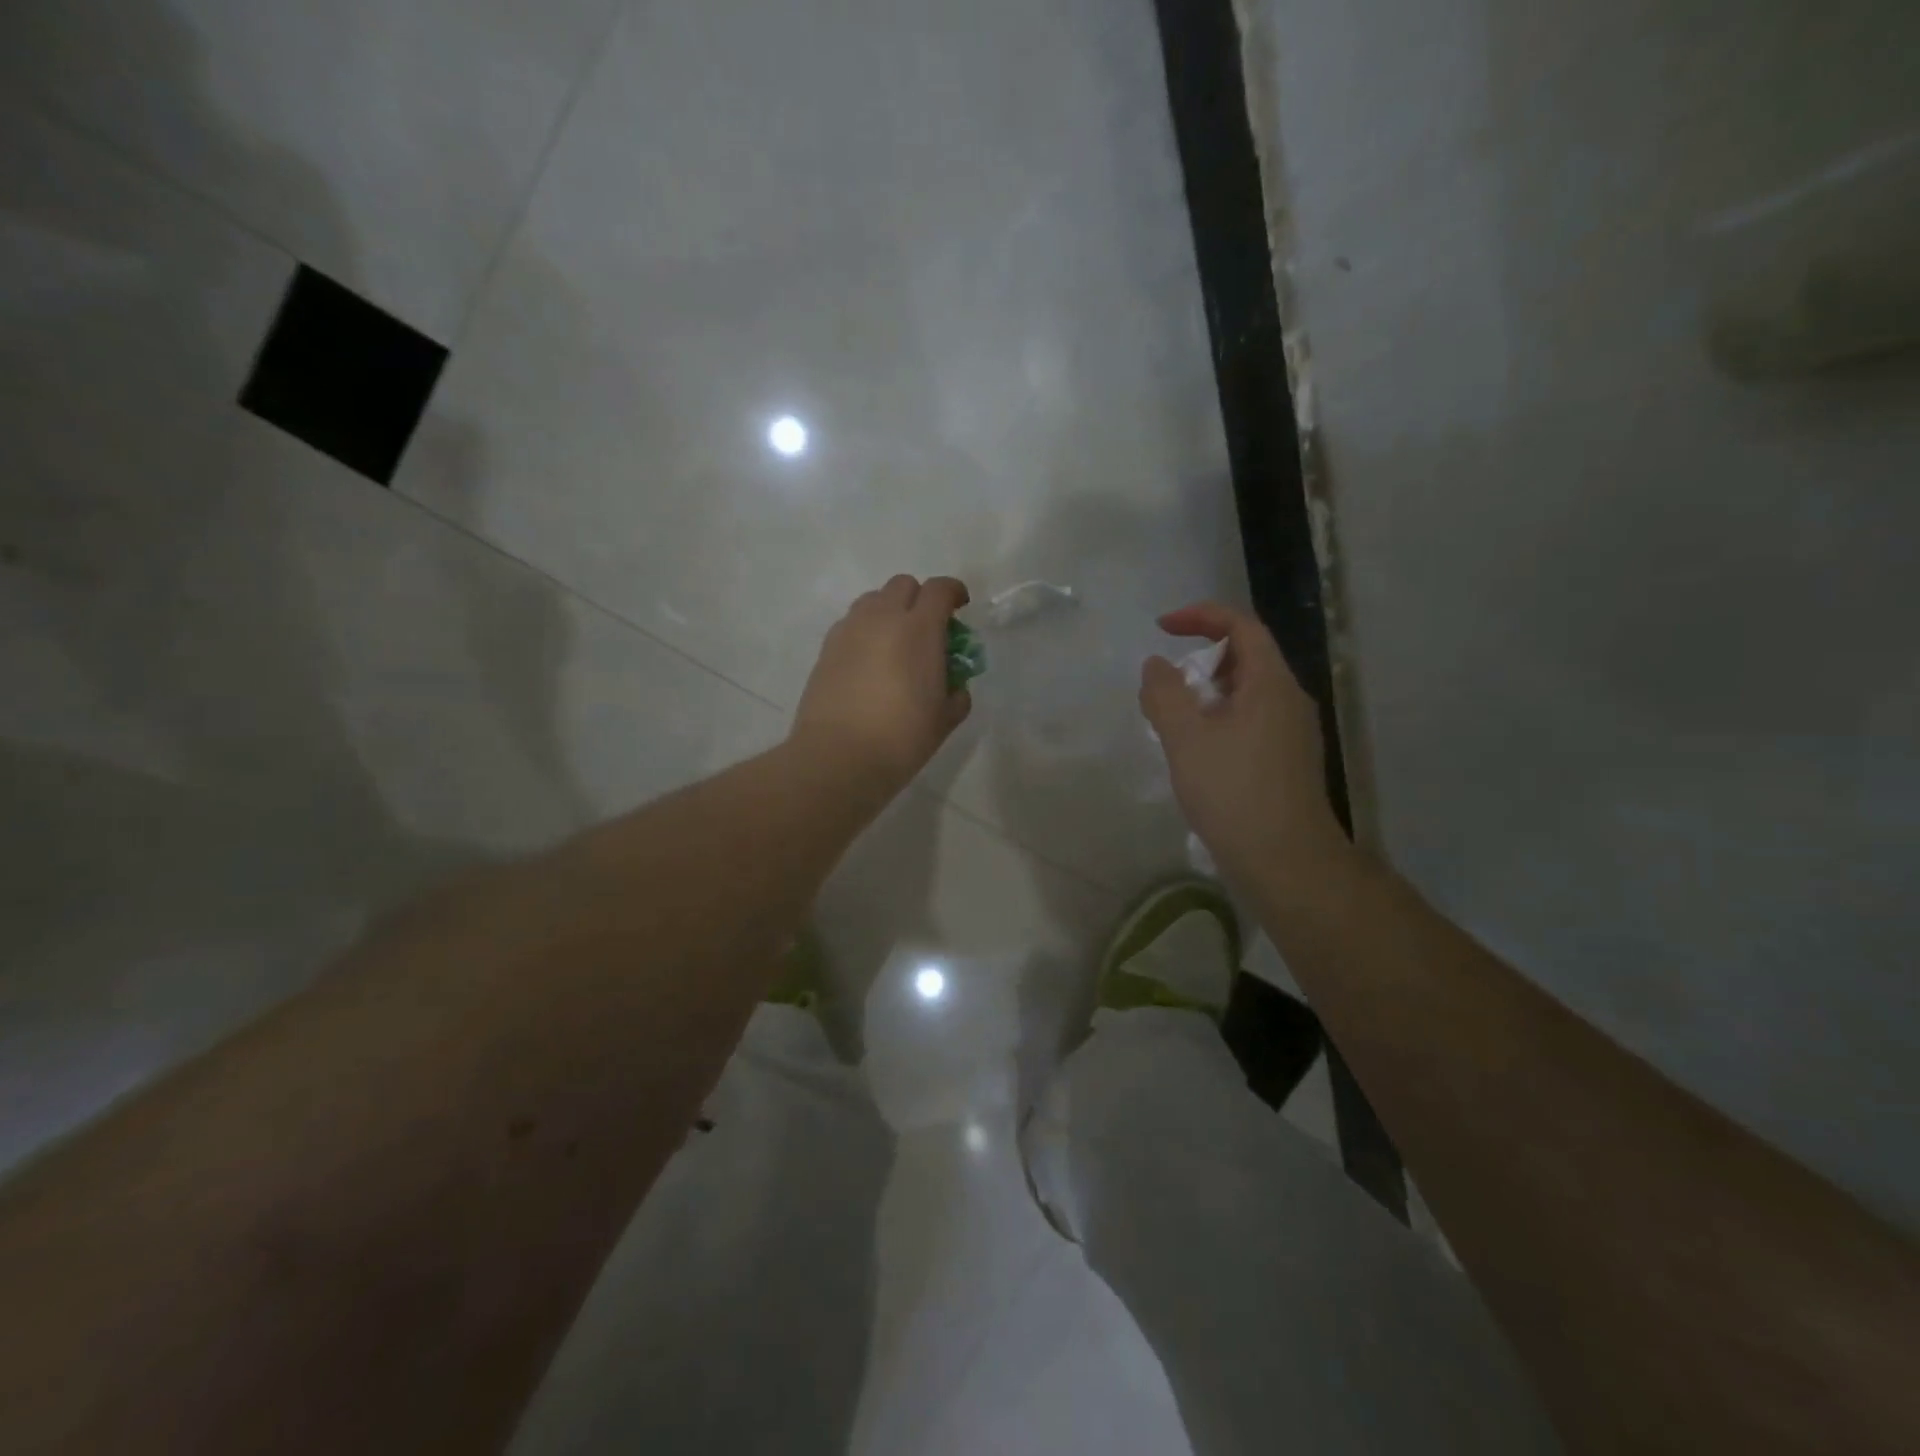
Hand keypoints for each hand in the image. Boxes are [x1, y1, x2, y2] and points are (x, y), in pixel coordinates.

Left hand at [791, 575, 972, 800]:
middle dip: (919, 599)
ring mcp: (850, 630)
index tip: (960, 606)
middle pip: (903, 585)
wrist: (838, 757)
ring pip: (873, 600)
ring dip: (889, 611)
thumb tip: (954, 686)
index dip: (953, 592)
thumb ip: (957, 694)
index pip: (939, 589)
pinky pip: (851, 623)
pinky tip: (869, 662)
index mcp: (919, 629)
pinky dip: (865, 631)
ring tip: (895, 643)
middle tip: (927, 629)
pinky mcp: (826, 648)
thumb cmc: (901, 738)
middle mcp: (882, 618)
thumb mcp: (944, 720)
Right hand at [1140, 602, 1346, 884]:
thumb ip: (1165, 694)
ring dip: (1207, 694)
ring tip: (1173, 722)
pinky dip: (1219, 720)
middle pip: (1246, 658)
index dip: (1201, 616)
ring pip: (1246, 694)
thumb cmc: (1233, 792)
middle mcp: (1289, 700)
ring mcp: (1292, 733)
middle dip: (1200, 660)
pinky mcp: (1287, 762)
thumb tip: (1157, 666)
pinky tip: (1197, 753)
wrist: (1285, 861)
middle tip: (1165, 686)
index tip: (1162, 627)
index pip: (1242, 626)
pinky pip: (1250, 721)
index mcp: (1271, 684)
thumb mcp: (1185, 738)